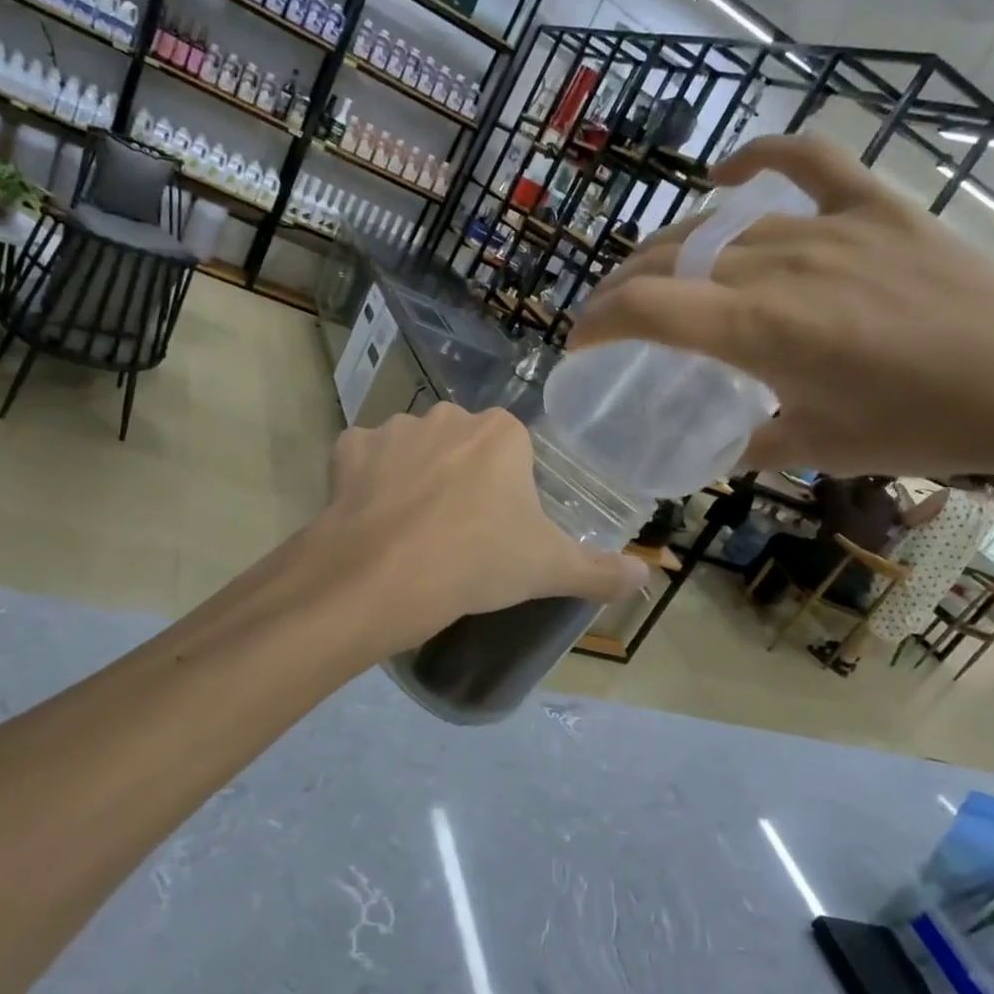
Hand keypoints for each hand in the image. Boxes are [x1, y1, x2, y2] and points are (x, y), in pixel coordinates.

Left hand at [313, 404, 648, 648]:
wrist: (383, 576)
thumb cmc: (478, 562)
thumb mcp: (549, 569)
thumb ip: (601, 570)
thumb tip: (645, 575)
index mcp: (501, 433)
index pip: (513, 454)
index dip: (507, 493)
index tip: (499, 531)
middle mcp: (448, 417)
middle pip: (463, 447)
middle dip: (462, 479)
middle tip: (458, 534)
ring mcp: (393, 429)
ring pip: (413, 451)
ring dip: (414, 478)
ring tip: (412, 531)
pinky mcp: (348, 449)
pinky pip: (364, 460)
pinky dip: (366, 482)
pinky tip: (371, 517)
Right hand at [569, 133, 993, 484]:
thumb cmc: (921, 425)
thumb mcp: (818, 448)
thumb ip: (753, 445)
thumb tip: (718, 449)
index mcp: (756, 329)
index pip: (643, 308)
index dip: (596, 321)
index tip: (579, 343)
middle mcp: (776, 267)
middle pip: (667, 259)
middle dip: (620, 288)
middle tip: (610, 316)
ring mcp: (826, 228)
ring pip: (718, 226)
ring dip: (671, 249)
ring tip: (658, 272)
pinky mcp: (874, 208)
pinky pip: (805, 162)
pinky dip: (759, 159)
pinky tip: (727, 175)